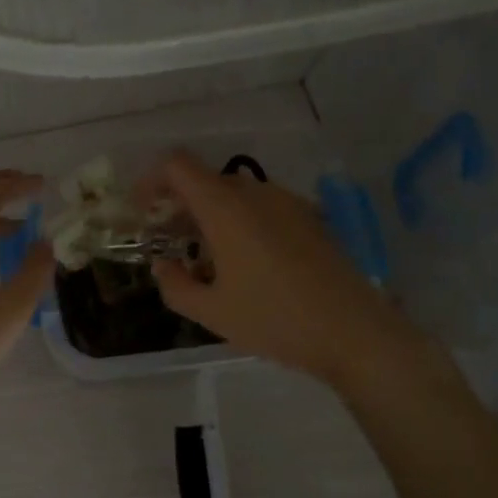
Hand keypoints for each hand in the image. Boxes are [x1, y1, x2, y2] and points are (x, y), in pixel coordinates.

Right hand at [146, 151, 401, 391]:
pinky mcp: (310, 219)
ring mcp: (288, 203)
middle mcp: (256, 194)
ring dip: (211, 213)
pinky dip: (241, 221)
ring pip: (236, 194)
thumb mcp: (212, 313)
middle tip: (169, 240)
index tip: (143, 212)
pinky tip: (246, 263)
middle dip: (180, 203)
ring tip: (206, 256)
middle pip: (207, 179)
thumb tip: (163, 267)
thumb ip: (175, 286)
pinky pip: (263, 207)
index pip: (178, 166)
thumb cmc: (274, 320)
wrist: (353, 331)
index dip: (152, 181)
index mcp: (226, 208)